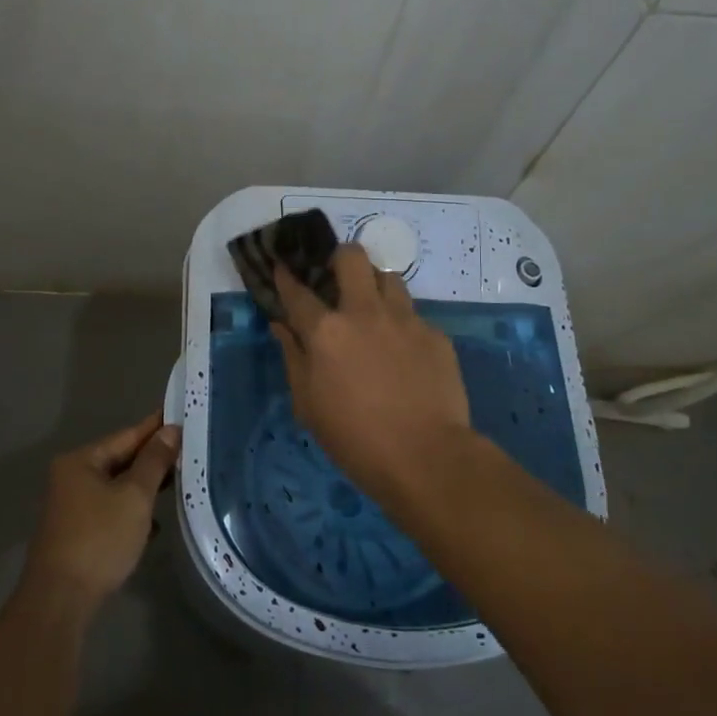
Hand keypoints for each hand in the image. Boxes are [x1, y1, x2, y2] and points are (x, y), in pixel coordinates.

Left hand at [21, 411, 180, 616]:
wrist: (60, 600)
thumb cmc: (99, 539)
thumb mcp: (134, 496)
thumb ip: (153, 461)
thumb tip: (170, 430)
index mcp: (81, 461)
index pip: (126, 435)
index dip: (155, 427)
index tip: (180, 416)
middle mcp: (72, 477)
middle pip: (120, 460)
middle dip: (152, 459)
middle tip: (187, 450)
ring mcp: (72, 507)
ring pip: (116, 487)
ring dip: (144, 487)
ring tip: (177, 482)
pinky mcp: (77, 533)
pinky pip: (111, 510)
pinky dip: (132, 512)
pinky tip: (154, 524)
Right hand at [273, 245, 472, 493]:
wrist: (426, 457)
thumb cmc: (354, 438)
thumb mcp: (308, 404)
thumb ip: (293, 357)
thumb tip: (281, 326)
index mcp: (326, 331)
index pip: (298, 291)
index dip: (286, 276)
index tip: (283, 266)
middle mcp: (364, 313)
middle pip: (352, 257)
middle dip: (341, 258)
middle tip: (338, 279)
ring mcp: (404, 320)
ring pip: (389, 277)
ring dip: (376, 287)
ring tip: (374, 311)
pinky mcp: (435, 335)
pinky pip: (414, 315)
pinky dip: (402, 325)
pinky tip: (404, 352)